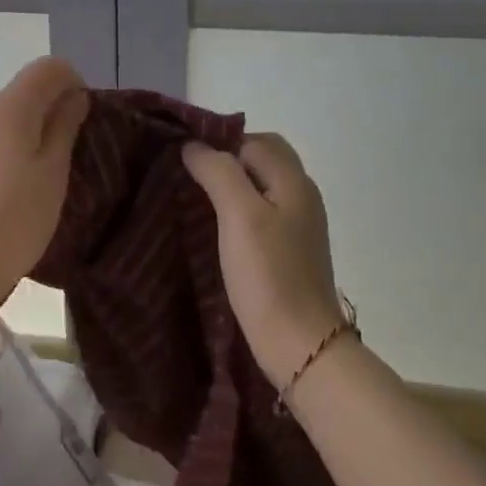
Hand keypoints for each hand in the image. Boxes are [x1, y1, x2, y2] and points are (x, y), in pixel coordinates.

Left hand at [0, 57, 88, 320]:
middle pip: (19, 97)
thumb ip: (64, 127)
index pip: (47, 68)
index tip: (79, 122)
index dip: (70, 84)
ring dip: (15, 141)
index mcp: (8, 109)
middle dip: (44, 116)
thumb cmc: (13, 221)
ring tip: (23, 189)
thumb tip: (72, 95)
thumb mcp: (53, 175)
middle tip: (58, 164)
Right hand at [183, 133, 345, 388]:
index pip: (254, 140)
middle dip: (226, 160)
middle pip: (262, 159)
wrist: (299, 345)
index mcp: (294, 181)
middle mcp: (301, 196)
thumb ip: (218, 172)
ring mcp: (298, 225)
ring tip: (194, 198)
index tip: (184, 158)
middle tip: (189, 176)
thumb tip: (193, 146)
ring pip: (261, 186)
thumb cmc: (268, 275)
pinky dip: (238, 209)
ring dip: (230, 185)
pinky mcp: (289, 251)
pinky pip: (262, 212)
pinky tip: (215, 227)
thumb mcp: (238, 215)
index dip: (220, 142)